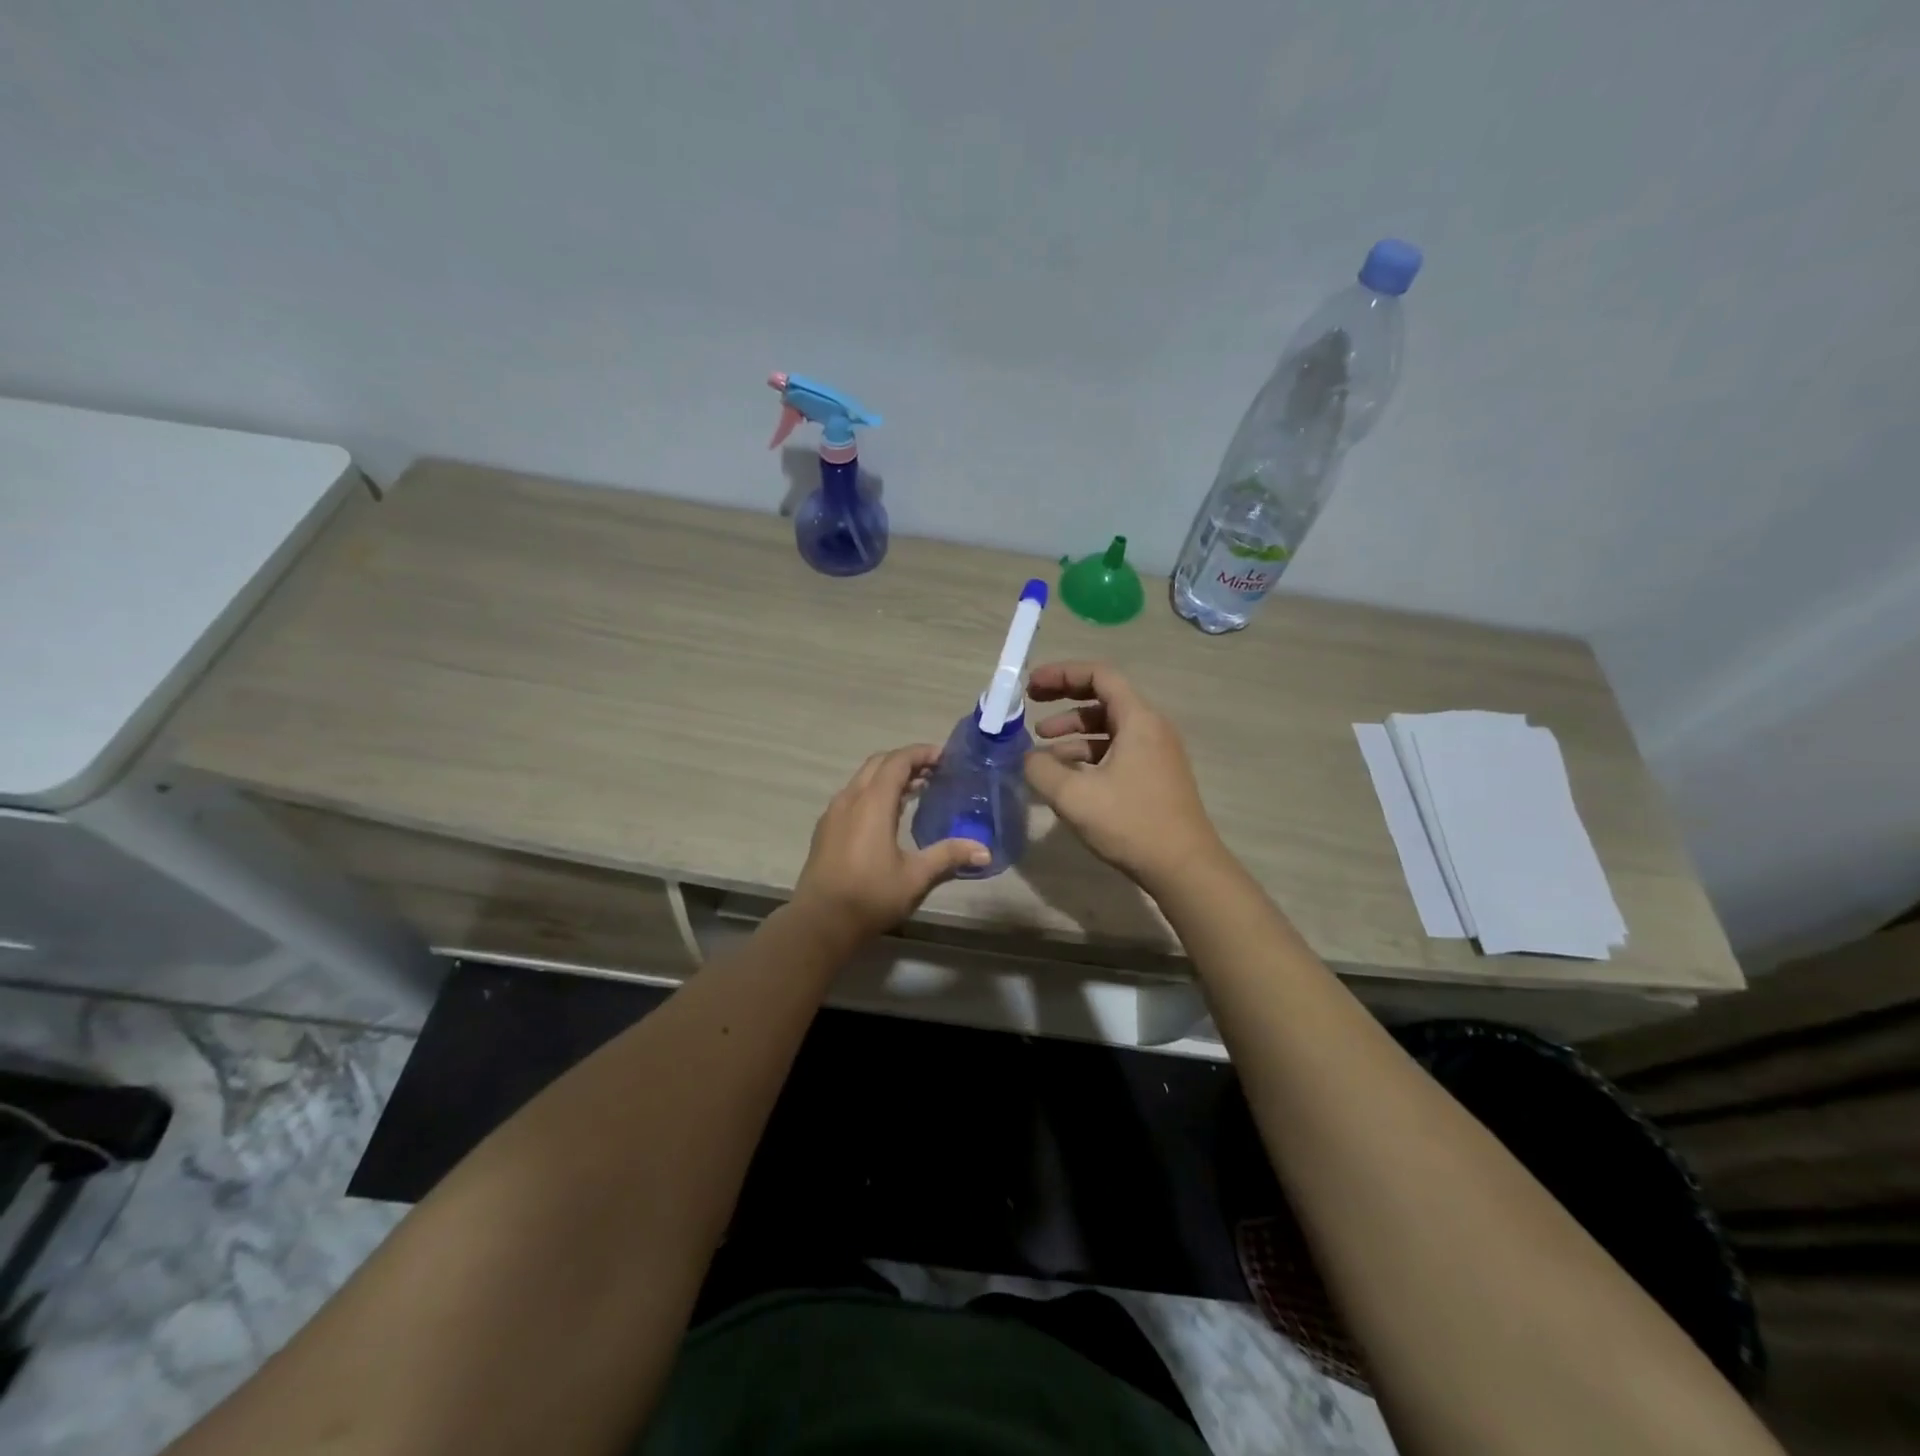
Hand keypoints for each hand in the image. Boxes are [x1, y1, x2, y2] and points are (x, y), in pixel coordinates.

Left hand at [793, 745, 990, 942]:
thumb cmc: (870, 896)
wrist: (820, 923)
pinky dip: (874, 792)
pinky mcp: (826, 829)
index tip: (945, 757)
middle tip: (935, 772)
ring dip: (889, 777)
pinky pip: (852, 796)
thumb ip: (948, 856)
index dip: (921, 753)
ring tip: (917, 790)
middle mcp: (850, 799)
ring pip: (863, 779)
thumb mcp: (915, 877)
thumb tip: (985, 850)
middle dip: (906, 761)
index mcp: (872, 803)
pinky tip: (888, 815)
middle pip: (879, 764)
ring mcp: (834, 813)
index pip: (897, 761)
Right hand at [1023, 661, 1224, 891]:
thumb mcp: (1074, 796)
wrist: (1184, 867)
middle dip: (1063, 700)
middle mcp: (1151, 728)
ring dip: (1073, 733)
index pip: (1099, 675)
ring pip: (1108, 729)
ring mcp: (1156, 753)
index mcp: (1138, 719)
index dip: (1062, 673)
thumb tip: (1029, 758)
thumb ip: (1042, 769)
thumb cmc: (1130, 823)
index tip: (1030, 684)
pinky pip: (1116, 751)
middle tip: (1030, 707)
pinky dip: (1088, 755)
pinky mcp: (1154, 776)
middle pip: (1103, 699)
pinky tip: (1066, 776)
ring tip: (1041, 750)